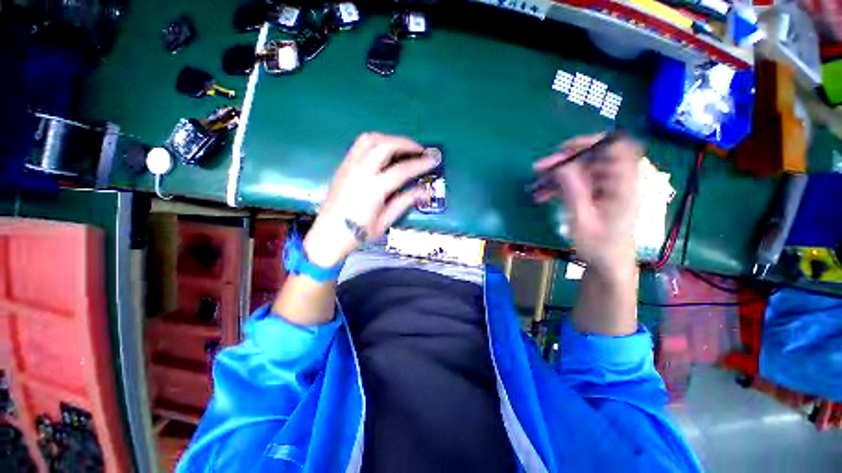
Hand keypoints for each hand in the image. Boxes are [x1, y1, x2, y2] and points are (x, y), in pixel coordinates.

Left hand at [303, 133, 439, 266]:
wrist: (328, 235)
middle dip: (406, 143)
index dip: (420, 164)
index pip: (401, 170)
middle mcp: (360, 172)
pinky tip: (385, 152)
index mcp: (373, 189)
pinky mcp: (343, 166)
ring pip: (370, 139)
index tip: (433, 160)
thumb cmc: (358, 233)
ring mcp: (349, 166)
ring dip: (390, 138)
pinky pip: (360, 145)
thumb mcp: (385, 221)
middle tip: (420, 150)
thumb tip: (423, 190)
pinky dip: (376, 142)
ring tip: (403, 147)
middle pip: (385, 146)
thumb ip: (404, 202)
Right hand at [533, 134, 641, 273]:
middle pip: (591, 158)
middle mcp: (617, 181)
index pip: (615, 148)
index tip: (563, 149)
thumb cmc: (598, 246)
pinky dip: (559, 187)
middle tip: (538, 170)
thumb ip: (573, 191)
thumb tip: (561, 165)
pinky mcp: (596, 196)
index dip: (590, 142)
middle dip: (562, 162)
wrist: (608, 264)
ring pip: (580, 171)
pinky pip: (577, 184)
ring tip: (535, 186)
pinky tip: (543, 195)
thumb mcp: (582, 220)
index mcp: (622, 184)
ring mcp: (606, 189)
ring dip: (556, 176)